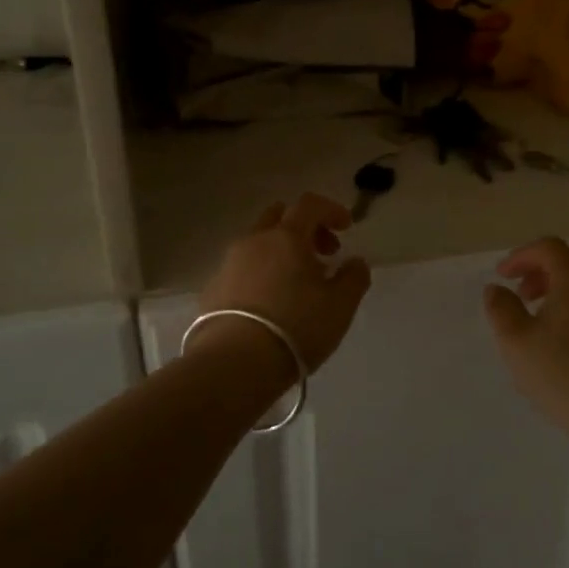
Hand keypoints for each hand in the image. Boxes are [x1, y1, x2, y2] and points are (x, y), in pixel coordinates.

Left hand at [194, 194, 371, 381]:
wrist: (234, 363)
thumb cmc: (296, 327)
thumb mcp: (340, 306)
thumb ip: (354, 278)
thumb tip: (355, 262)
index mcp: (286, 237)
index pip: (310, 204)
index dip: (331, 210)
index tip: (347, 228)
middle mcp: (254, 241)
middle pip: (279, 217)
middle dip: (304, 228)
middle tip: (323, 253)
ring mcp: (228, 264)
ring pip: (258, 243)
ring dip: (281, 252)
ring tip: (298, 284)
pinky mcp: (213, 289)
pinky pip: (242, 269)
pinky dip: (261, 274)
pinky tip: (270, 304)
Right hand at [484, 238, 568, 445]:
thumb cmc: (564, 376)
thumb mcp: (516, 343)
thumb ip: (501, 309)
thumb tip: (495, 289)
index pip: (549, 248)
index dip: (521, 256)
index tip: (502, 276)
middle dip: (545, 268)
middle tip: (524, 293)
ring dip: (566, 288)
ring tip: (544, 319)